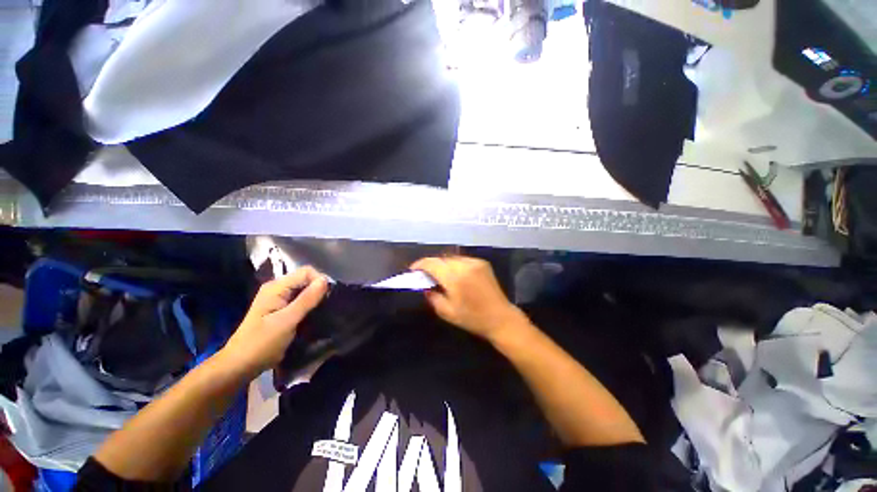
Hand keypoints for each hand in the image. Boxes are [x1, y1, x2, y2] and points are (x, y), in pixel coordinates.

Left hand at [220, 267, 328, 376]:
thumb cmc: (262, 343)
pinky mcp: (281, 309)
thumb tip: (325, 280)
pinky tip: (313, 316)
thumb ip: (307, 300)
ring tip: (322, 312)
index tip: (328, 298)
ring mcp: (278, 298)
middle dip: (319, 290)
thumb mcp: (286, 321)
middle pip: (306, 279)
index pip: (306, 272)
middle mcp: (277, 288)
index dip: (320, 281)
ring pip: (305, 290)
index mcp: (276, 287)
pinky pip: (301, 300)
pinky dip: (309, 306)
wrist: (240, 365)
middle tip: (326, 307)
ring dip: (315, 299)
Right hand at [411, 256, 526, 340]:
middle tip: (426, 275)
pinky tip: (455, 275)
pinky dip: (455, 265)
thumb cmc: (472, 318)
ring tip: (439, 275)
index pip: (432, 264)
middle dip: (431, 265)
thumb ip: (432, 296)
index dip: (420, 264)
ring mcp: (475, 262)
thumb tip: (425, 286)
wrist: (500, 318)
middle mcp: (465, 265)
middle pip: (441, 259)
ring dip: (443, 264)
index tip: (413, 270)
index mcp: (455, 278)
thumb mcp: (447, 312)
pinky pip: (462, 260)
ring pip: (451, 258)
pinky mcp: (482, 263)